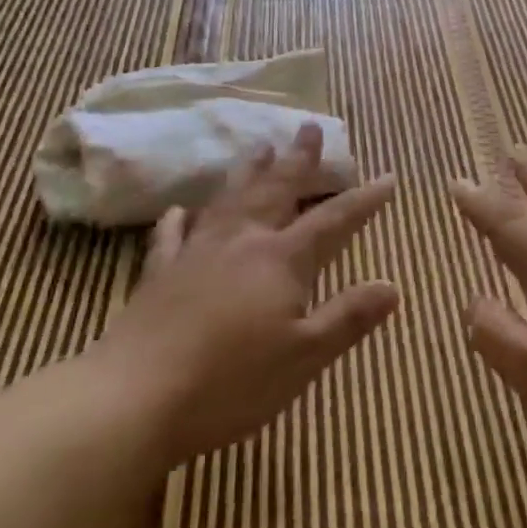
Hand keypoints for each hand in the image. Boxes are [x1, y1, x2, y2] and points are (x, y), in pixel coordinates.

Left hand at [90, 123, 398, 463]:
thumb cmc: (231, 383)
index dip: (363, 199)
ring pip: (229, 201)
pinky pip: (171, 236)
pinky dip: (177, 220)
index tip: (387, 177)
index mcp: (282, 260)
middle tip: (310, 127)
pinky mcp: (158, 276)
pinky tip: (178, 210)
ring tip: (259, 147)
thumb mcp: (306, 356)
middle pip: (277, 191)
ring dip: (248, 172)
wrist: (132, 400)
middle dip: (298, 160)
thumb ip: (349, 317)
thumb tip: (393, 286)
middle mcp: (242, 243)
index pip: (333, 220)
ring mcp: (196, 255)